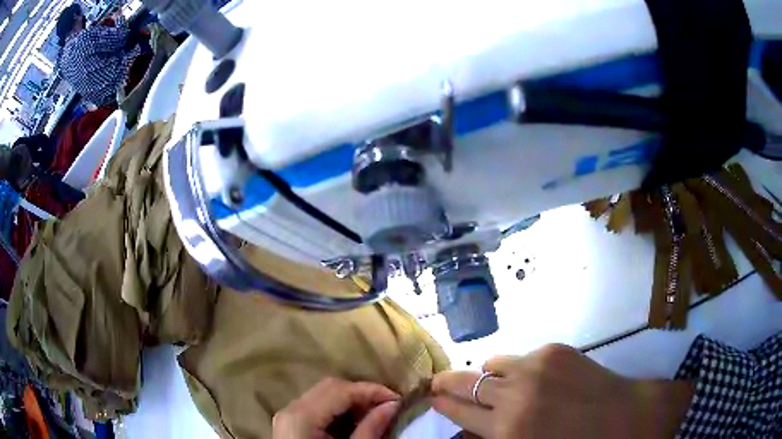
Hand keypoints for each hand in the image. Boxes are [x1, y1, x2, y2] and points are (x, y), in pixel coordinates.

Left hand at [273, 377, 400, 438]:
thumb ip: (370, 429)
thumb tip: (392, 406)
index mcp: (302, 417)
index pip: (341, 390)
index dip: (373, 391)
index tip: (399, 401)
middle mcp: (291, 409)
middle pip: (330, 387)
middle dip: (362, 394)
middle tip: (388, 407)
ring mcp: (288, 415)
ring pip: (323, 394)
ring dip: (351, 401)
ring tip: (375, 415)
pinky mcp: (290, 423)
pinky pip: (317, 406)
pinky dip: (338, 409)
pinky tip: (354, 422)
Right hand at [432, 344, 692, 438]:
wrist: (629, 419)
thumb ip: (495, 437)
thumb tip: (471, 425)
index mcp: (508, 431)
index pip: (457, 410)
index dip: (441, 402)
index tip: (431, 395)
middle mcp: (515, 395)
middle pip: (465, 382)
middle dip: (448, 383)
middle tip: (441, 384)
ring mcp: (537, 367)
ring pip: (492, 364)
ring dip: (488, 376)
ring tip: (499, 386)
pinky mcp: (556, 351)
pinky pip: (521, 357)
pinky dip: (517, 368)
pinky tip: (534, 380)